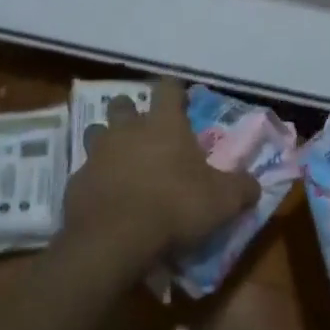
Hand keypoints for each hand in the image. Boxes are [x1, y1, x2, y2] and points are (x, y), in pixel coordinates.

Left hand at [62, 89, 259, 267]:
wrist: (114, 240)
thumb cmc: (174, 207)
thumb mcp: (222, 201)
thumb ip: (241, 188)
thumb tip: (255, 185)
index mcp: (163, 123)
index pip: (168, 88)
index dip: (174, 91)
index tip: (180, 100)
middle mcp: (127, 129)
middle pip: (123, 103)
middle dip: (131, 111)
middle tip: (143, 130)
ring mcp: (97, 154)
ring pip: (96, 132)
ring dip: (107, 142)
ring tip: (120, 161)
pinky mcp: (75, 182)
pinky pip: (85, 173)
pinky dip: (95, 180)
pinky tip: (105, 199)